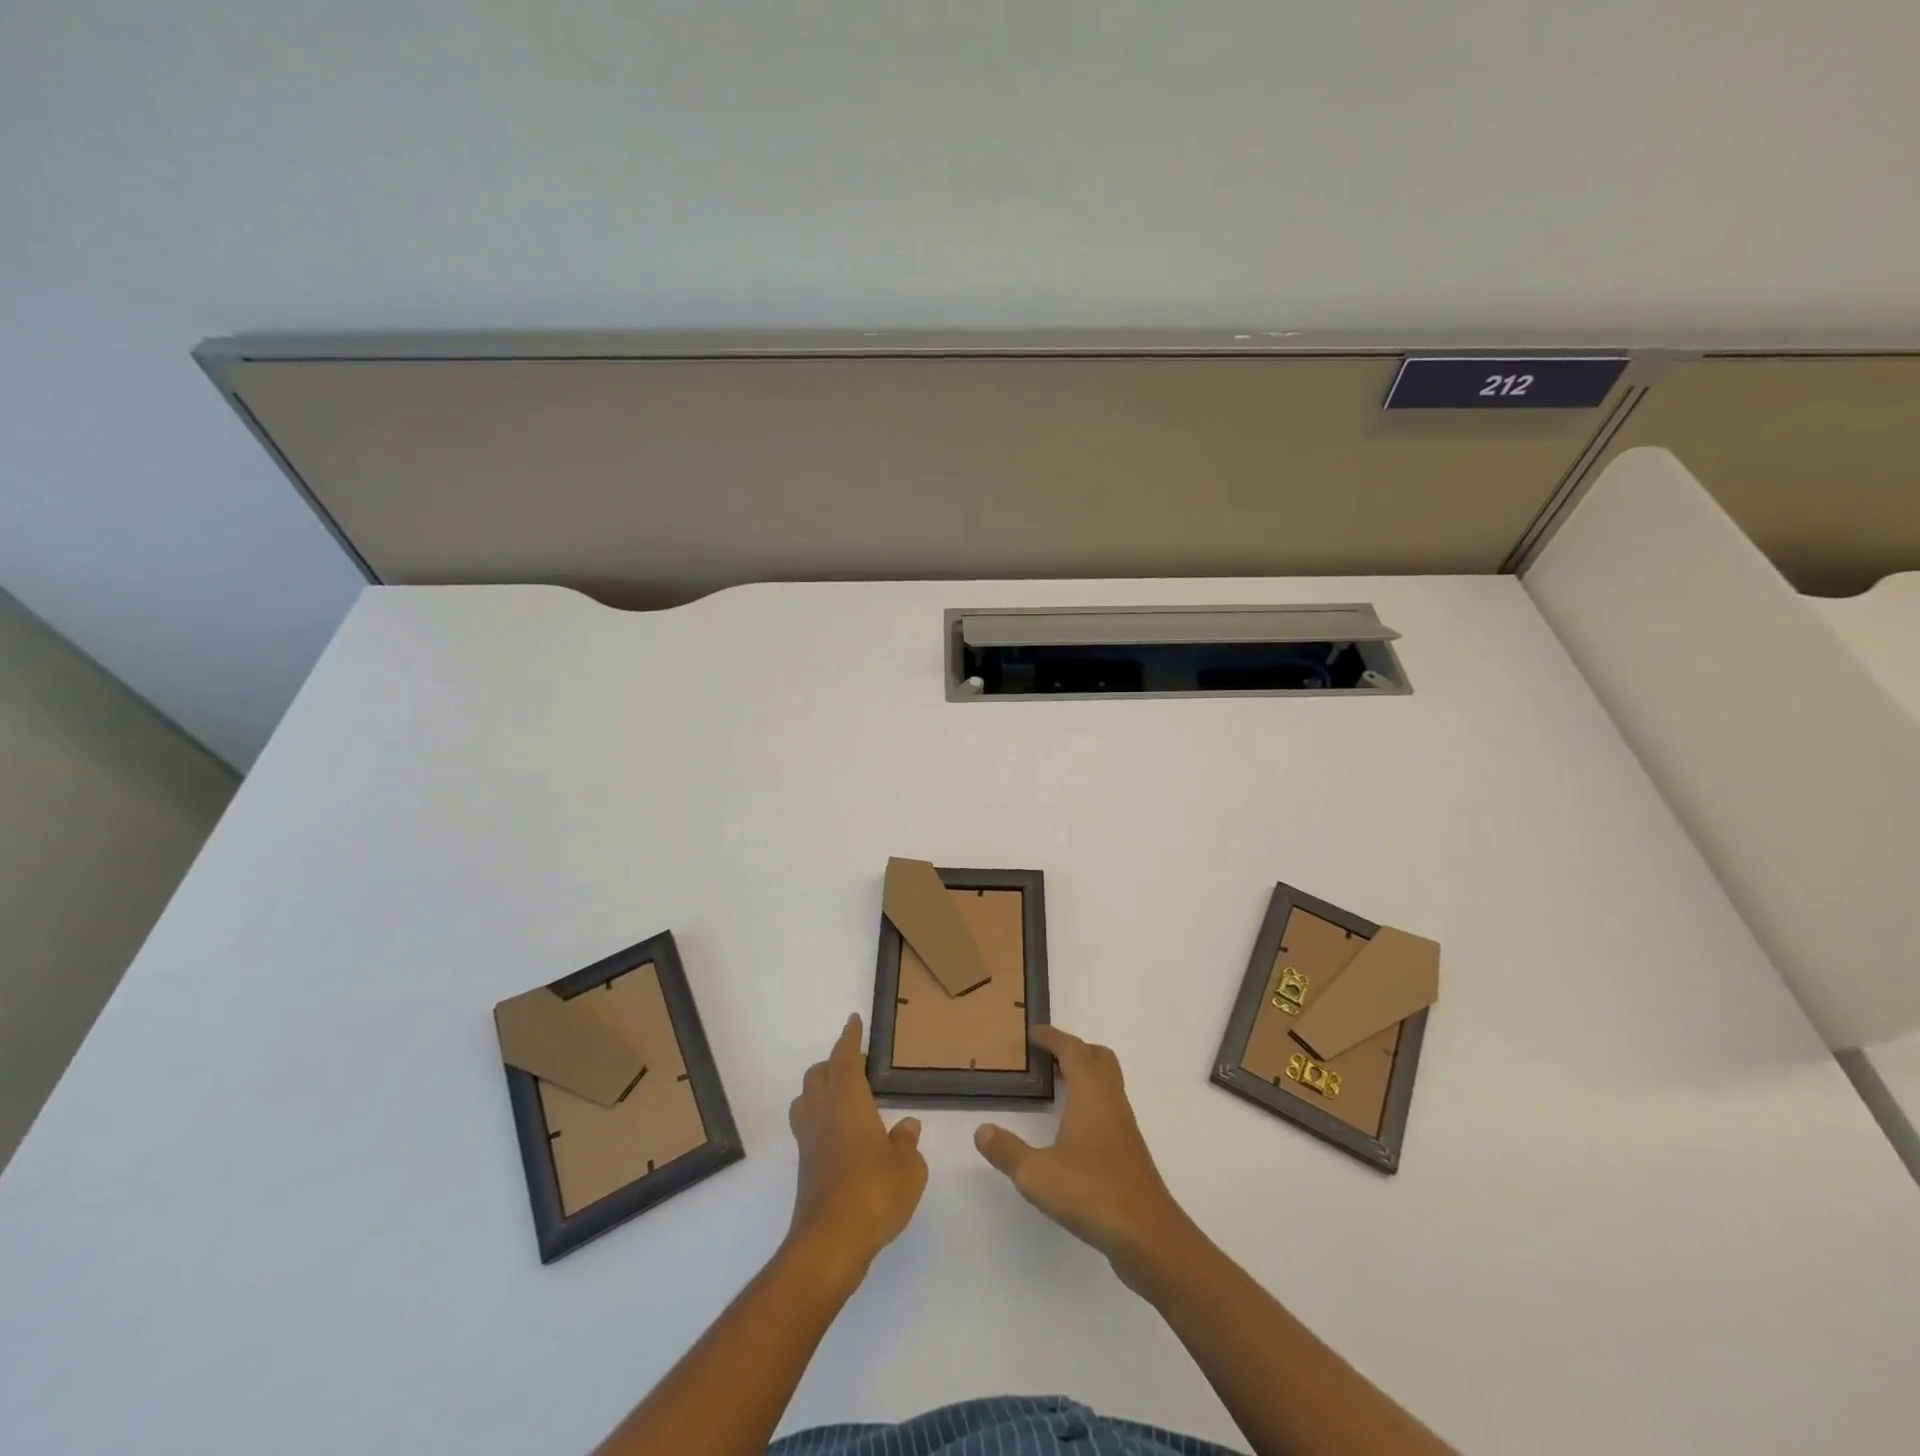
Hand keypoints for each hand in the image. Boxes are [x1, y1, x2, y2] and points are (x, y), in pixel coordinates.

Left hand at [786, 1014, 927, 1282]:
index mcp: (848, 1101)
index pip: (845, 1058)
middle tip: (859, 1067)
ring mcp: (809, 1142)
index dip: (850, 1038)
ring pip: (806, 1100)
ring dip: (821, 1090)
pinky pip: (809, 1128)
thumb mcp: (908, 1167)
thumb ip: (906, 1142)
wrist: (830, 1244)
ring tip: (847, 1098)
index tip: (854, 1021)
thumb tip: (906, 1127)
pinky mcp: (805, 1168)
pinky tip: (844, 1137)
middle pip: (818, 1074)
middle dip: (834, 1063)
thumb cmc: (874, 1193)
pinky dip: (822, 1119)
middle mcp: (823, 1113)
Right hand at [975, 1026, 1190, 1287]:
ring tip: (1056, 1087)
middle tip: (1046, 1057)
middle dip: (1073, 1049)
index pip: (1073, 1049)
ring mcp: (1124, 1126)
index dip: (1052, 1037)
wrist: (1147, 1235)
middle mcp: (1111, 1101)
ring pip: (1107, 1083)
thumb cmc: (1091, 1193)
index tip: (1033, 1033)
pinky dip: (1091, 1101)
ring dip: (1084, 1075)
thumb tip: (982, 1131)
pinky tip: (1073, 1129)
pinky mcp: (1129, 1151)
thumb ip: (1007, 1151)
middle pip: (1098, 1057)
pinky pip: (1109, 1108)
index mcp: (1090, 1093)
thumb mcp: (1037, 1174)